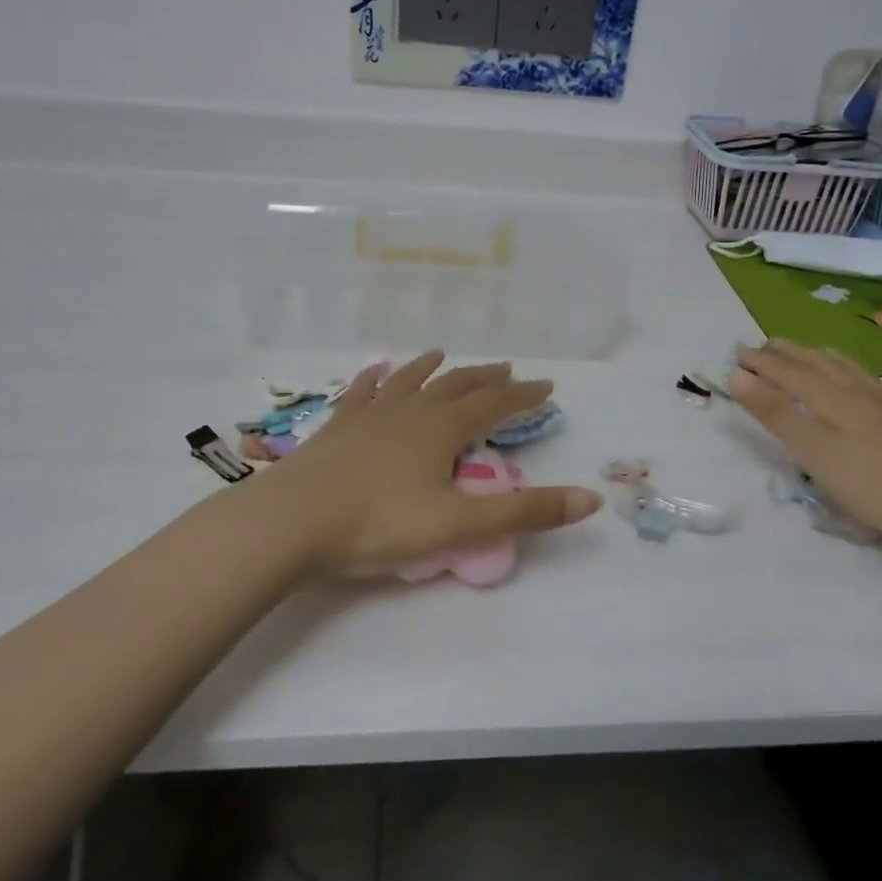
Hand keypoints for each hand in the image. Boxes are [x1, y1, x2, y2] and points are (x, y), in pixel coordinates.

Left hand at [238, 350, 602, 577]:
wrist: (290, 521)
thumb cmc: (377, 524)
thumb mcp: (459, 525)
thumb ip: (524, 514)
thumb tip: (591, 500)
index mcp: (442, 430)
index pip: (494, 405)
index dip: (523, 396)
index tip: (546, 387)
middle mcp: (410, 411)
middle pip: (456, 386)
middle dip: (485, 378)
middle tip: (507, 370)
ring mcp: (370, 414)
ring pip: (410, 382)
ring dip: (433, 369)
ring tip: (445, 355)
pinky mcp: (338, 426)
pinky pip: (362, 392)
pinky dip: (375, 379)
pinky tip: (376, 370)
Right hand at [730, 339, 881, 550]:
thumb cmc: (876, 483)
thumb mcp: (815, 452)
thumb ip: (776, 414)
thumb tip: (737, 376)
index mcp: (833, 398)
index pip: (789, 372)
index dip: (762, 362)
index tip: (736, 352)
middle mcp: (861, 391)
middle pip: (819, 364)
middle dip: (789, 353)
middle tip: (765, 344)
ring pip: (852, 371)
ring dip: (823, 358)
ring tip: (810, 353)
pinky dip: (870, 379)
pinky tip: (880, 384)